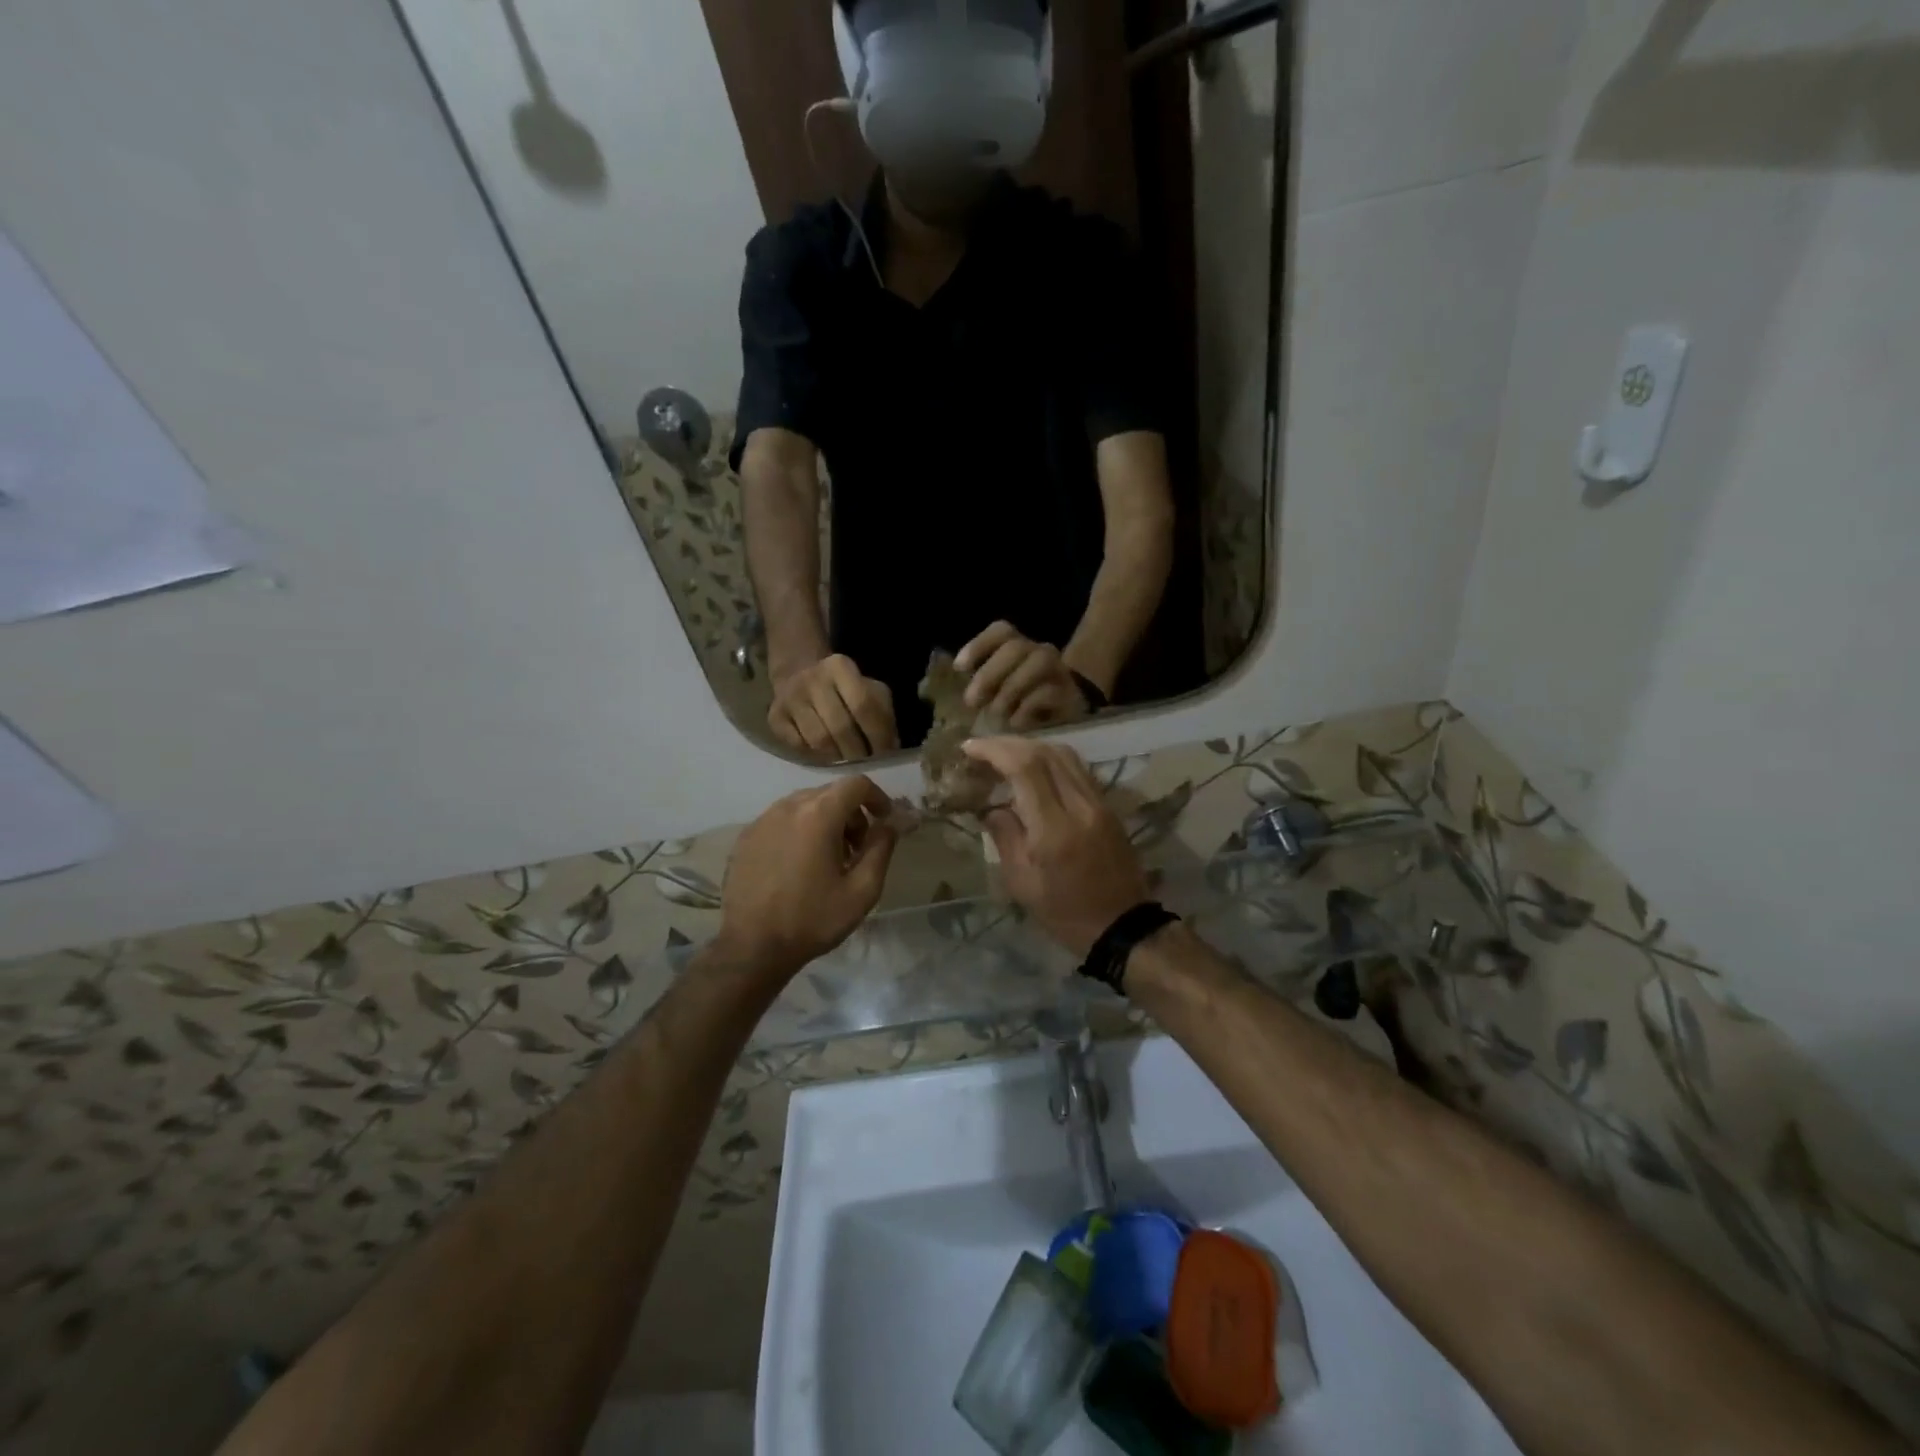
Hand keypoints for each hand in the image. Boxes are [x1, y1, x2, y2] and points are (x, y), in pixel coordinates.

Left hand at [715, 776, 898, 981]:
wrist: (752, 947)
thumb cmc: (813, 919)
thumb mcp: (862, 890)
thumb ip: (881, 849)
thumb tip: (890, 824)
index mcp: (819, 814)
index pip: (856, 784)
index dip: (877, 797)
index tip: (884, 820)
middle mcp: (788, 806)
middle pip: (830, 793)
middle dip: (852, 814)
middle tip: (858, 849)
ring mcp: (763, 820)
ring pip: (804, 805)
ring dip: (825, 821)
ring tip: (828, 859)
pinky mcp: (746, 836)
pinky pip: (781, 820)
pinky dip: (799, 830)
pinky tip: (799, 865)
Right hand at [768, 655, 898, 761]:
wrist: (798, 675)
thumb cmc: (844, 689)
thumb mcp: (869, 690)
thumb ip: (883, 714)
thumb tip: (890, 746)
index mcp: (839, 666)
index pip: (864, 705)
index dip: (877, 734)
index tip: (884, 754)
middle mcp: (812, 679)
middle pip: (840, 727)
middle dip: (857, 751)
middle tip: (865, 762)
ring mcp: (790, 698)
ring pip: (819, 740)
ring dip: (837, 756)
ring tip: (846, 759)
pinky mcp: (774, 716)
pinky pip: (799, 746)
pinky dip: (815, 755)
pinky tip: (825, 753)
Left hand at [955, 622, 1095, 729]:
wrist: (1070, 713)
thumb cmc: (1025, 700)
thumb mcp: (1000, 690)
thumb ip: (982, 685)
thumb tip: (959, 695)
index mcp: (1018, 646)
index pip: (1001, 631)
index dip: (979, 645)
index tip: (960, 668)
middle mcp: (1039, 652)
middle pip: (1015, 648)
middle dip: (990, 673)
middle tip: (972, 701)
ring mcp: (1058, 670)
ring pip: (1038, 662)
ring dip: (1010, 689)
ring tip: (996, 713)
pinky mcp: (1070, 692)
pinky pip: (1049, 692)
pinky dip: (1027, 708)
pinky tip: (1015, 722)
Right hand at [961, 738, 1150, 955]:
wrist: (1122, 927)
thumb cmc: (1065, 913)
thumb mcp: (1022, 883)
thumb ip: (1004, 837)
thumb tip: (990, 806)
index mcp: (1055, 829)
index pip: (1025, 768)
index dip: (995, 750)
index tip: (970, 748)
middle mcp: (1080, 806)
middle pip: (1045, 752)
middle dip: (1009, 743)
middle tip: (982, 748)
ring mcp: (1099, 803)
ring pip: (1065, 754)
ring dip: (1032, 746)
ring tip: (1005, 754)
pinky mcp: (1108, 806)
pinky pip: (1078, 768)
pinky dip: (1051, 759)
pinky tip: (1034, 768)